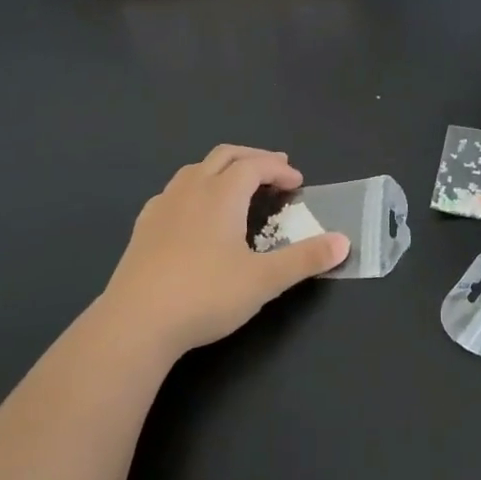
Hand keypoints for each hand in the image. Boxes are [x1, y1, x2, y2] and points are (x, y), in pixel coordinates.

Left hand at [96, 146, 347, 360]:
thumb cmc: (205, 295)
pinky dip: (194, 189)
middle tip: (274, 170)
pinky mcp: (143, 228)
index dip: (279, 169)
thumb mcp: (264, 280)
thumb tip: (344, 242)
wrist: (135, 323)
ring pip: (195, 170)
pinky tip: (194, 213)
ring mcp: (162, 206)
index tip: (297, 183)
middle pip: (225, 156)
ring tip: (236, 185)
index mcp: (221, 194)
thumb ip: (305, 259)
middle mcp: (191, 190)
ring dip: (221, 169)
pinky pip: (173, 192)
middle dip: (252, 158)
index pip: (255, 165)